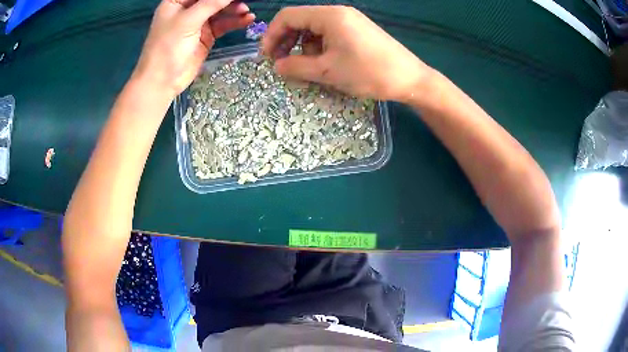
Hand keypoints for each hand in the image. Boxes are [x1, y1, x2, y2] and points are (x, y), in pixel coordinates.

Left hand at [133, 0, 254, 97]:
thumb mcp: (188, 20)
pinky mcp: (206, 35)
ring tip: (247, 11)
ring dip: (235, 9)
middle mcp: (188, 9)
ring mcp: (198, 22)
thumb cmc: (167, 48)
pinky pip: (224, 24)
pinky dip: (235, 21)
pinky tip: (247, 19)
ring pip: (220, 10)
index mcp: (177, 1)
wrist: (163, 82)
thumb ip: (211, 2)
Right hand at [261, 6, 433, 101]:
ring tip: (307, 68)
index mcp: (329, 16)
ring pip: (314, 29)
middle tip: (282, 63)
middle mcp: (338, 13)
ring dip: (303, 47)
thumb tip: (276, 66)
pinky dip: (320, 48)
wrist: (409, 79)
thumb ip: (296, 67)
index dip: (272, 35)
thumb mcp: (327, 71)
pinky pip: (329, 34)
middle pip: (300, 21)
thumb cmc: (368, 72)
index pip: (288, 16)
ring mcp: (349, 21)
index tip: (266, 56)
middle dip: (286, 41)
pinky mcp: (357, 30)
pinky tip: (325, 63)